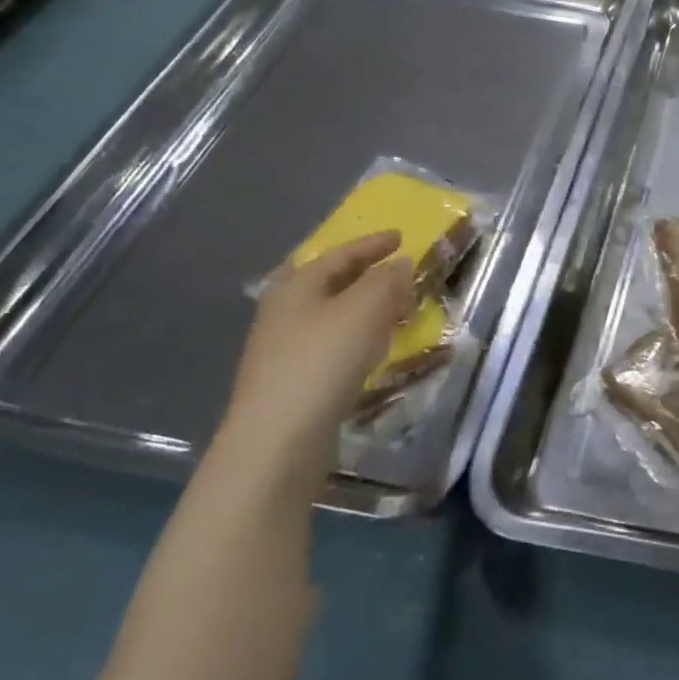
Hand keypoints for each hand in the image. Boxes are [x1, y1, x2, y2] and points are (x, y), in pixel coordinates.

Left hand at [218, 232, 417, 489]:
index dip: (373, 244)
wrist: (277, 441)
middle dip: (367, 276)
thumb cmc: (322, 361)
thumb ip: (386, 280)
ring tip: (395, 311)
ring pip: (332, 315)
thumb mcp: (364, 309)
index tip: (401, 238)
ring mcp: (284, 349)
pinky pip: (332, 345)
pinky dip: (357, 337)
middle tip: (399, 275)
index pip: (340, 254)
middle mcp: (284, 312)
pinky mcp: (292, 382)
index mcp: (296, 286)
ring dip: (365, 308)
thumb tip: (399, 264)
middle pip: (330, 283)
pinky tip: (373, 351)